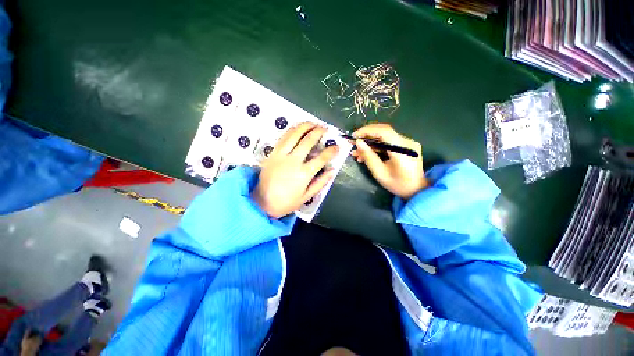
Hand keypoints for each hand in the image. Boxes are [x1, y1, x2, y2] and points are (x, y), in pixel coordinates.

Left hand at [253, 122, 338, 217]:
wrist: (261, 202)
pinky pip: (283, 138)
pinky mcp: (273, 153)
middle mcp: (293, 161)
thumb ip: (320, 183)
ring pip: (294, 135)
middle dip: (319, 132)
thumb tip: (332, 171)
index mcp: (303, 174)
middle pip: (308, 141)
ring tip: (313, 123)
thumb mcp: (306, 196)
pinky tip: (297, 128)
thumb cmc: (286, 202)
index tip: (336, 147)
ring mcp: (281, 155)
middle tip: (325, 129)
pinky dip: (292, 130)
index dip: (331, 151)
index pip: (321, 158)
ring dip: (305, 126)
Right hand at [351, 123, 428, 199]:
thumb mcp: (380, 173)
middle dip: (366, 136)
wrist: (416, 190)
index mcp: (402, 151)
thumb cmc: (397, 184)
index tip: (354, 136)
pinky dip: (376, 146)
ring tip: (357, 153)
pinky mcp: (406, 145)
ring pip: (384, 137)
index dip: (367, 131)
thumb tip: (358, 142)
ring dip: (370, 143)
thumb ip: (369, 157)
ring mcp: (408, 143)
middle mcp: (407, 142)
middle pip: (384, 132)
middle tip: (353, 143)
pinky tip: (367, 153)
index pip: (384, 132)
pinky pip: (388, 141)